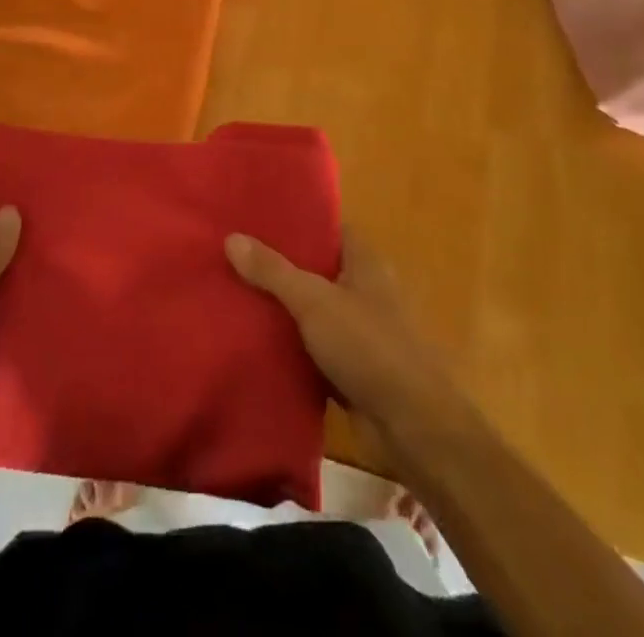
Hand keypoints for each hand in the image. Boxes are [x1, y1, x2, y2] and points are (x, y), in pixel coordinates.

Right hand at [226, 226, 459, 444]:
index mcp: (364, 262)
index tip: (257, 216)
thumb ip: (273, 271)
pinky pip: (312, 347)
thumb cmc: (369, 347)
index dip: (297, 220)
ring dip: (281, 307)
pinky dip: (289, 345)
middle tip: (234, 254)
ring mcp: (358, 332)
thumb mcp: (314, 301)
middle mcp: (363, 290)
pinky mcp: (350, 370)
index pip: (329, 228)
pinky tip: (253, 340)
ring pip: (312, 309)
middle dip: (280, 264)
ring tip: (233, 293)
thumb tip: (231, 236)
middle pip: (316, 268)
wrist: (412, 427)